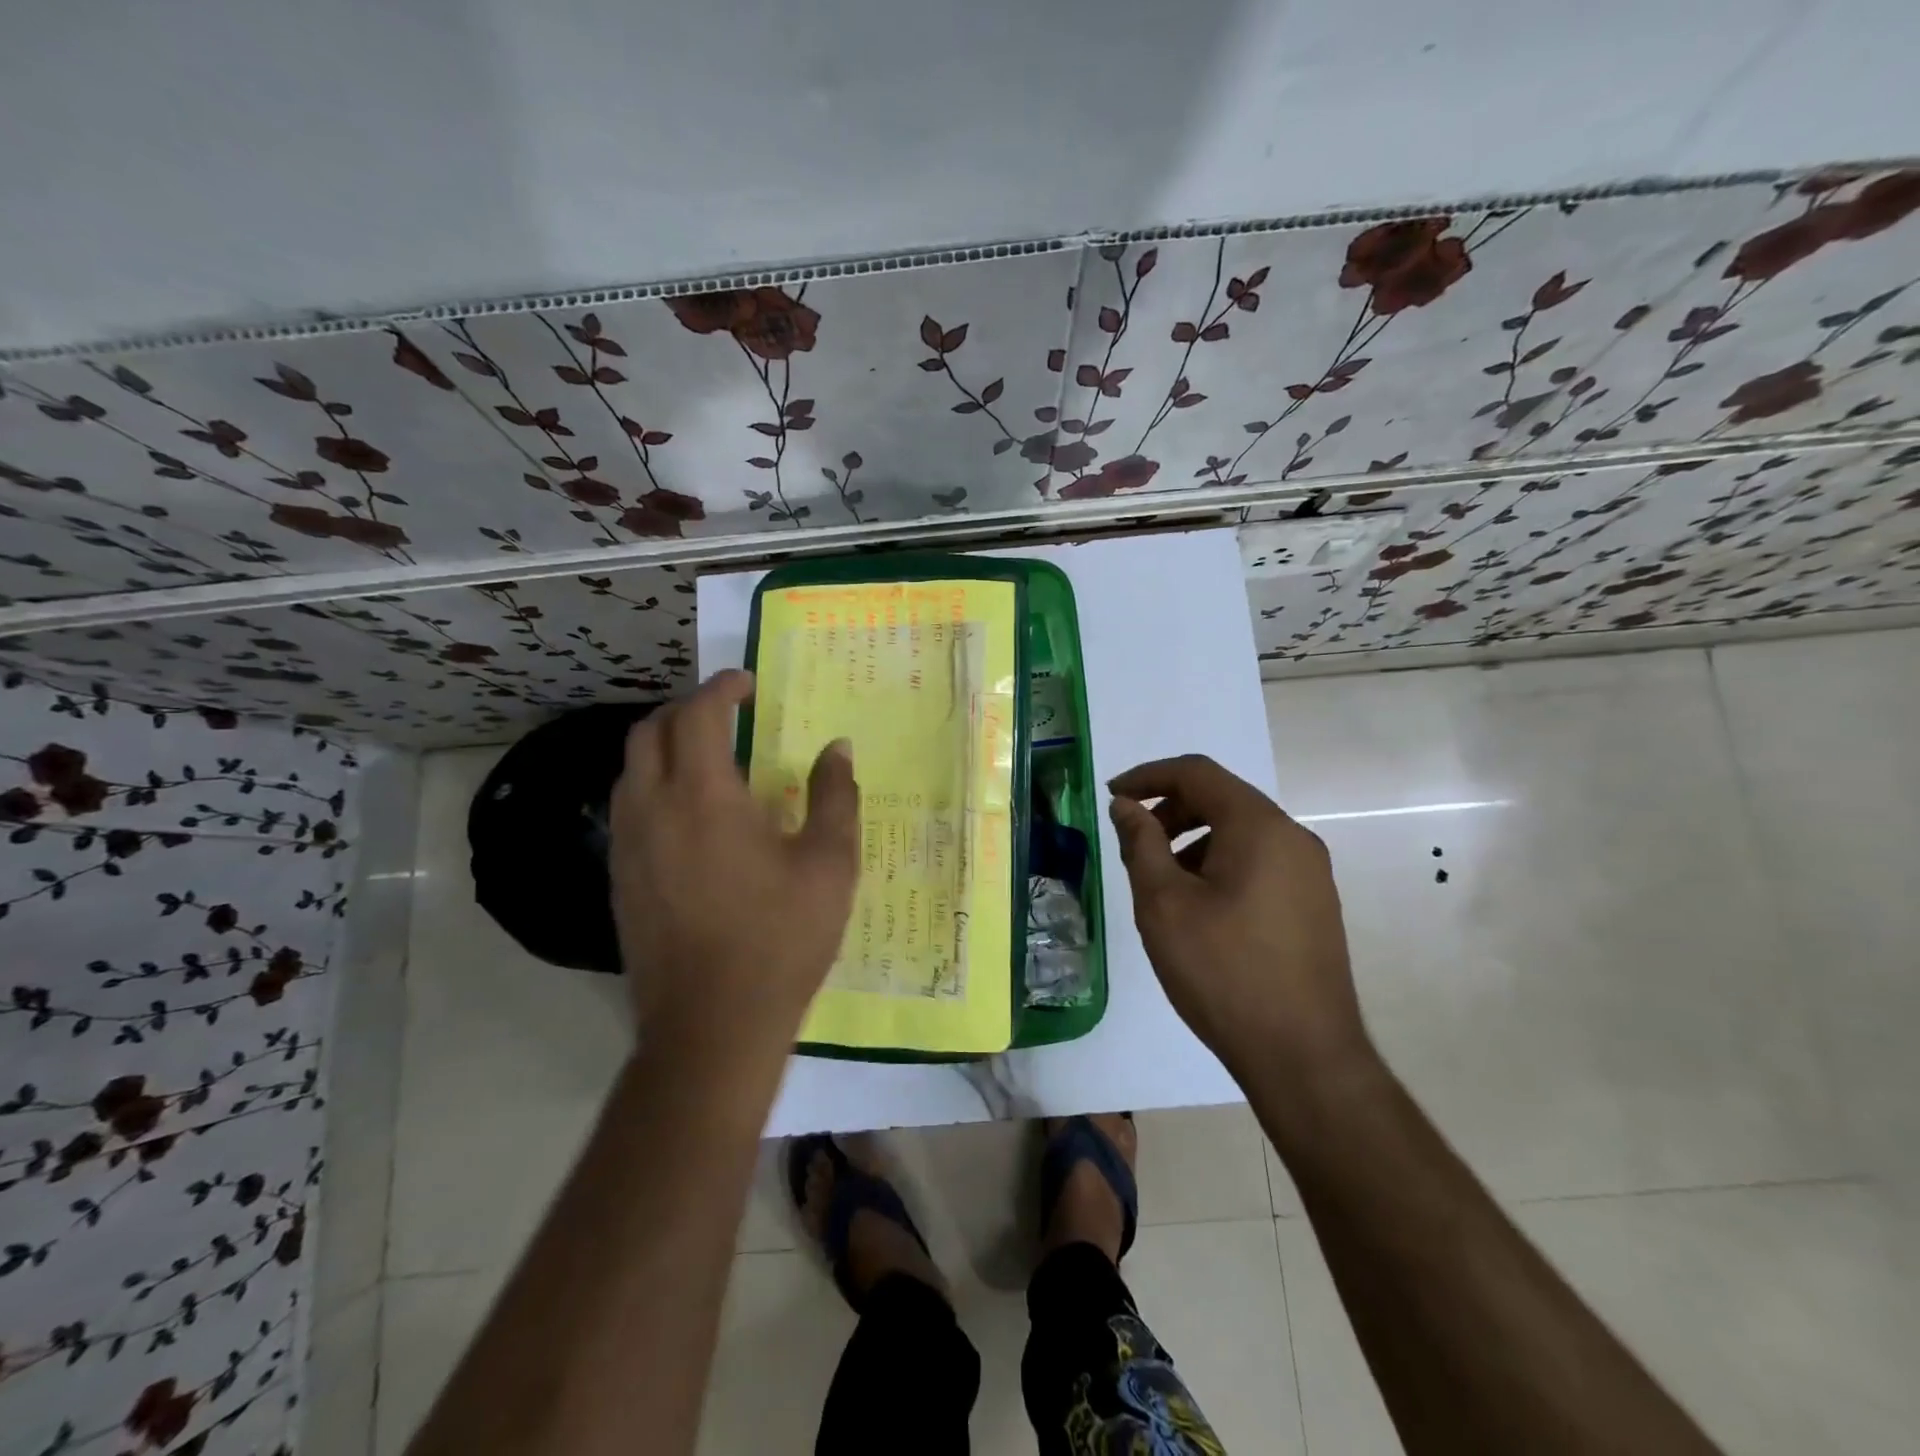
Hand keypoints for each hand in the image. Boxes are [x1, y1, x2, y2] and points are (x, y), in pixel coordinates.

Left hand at [608, 669, 859, 1053]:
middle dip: (685, 709)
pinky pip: (627, 808)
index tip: (747, 684)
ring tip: (708, 759)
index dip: (721, 688)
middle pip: (648, 732)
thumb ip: (834, 796)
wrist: (713, 1026)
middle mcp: (653, 809)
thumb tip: (837, 749)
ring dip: (664, 747)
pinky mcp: (620, 879)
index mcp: (705, 797)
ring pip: (630, 770)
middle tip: (726, 714)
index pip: (697, 715)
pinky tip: (690, 816)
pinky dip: (654, 786)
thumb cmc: (780, 938)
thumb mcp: (829, 864)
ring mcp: (627, 846)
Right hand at [1108, 755, 1370, 1085]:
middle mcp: (1293, 838)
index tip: (1112, 796)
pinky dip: (1220, 863)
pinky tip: (1199, 907)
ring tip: (1162, 882)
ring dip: (1193, 839)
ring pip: (1241, 832)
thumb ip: (1141, 843)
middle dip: (1170, 810)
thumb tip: (1126, 806)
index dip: (1148, 776)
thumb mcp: (1164, 903)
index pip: (1197, 772)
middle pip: (1222, 798)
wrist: (1303, 1056)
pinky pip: (1259, 861)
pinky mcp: (1313, 905)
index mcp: (1259, 826)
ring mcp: (1310, 873)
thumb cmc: (1223, 971)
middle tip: (1134, 842)